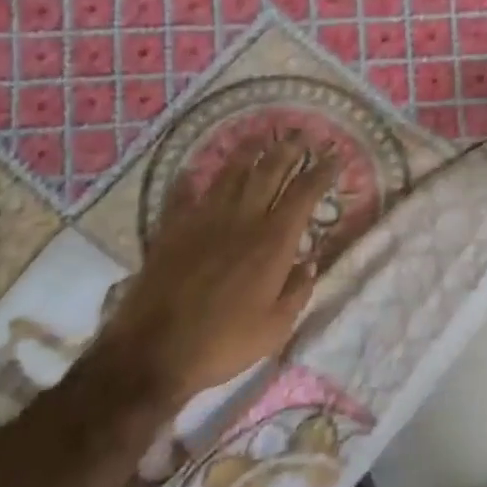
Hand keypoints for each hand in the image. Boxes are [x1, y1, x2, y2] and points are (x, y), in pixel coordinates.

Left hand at [90, 139, 337, 405]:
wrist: (152, 352)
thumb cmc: (223, 343)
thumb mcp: (276, 328)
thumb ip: (297, 291)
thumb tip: (309, 262)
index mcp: (273, 242)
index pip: (304, 194)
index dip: (321, 172)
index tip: (334, 156)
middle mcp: (242, 220)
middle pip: (269, 172)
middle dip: (288, 149)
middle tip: (301, 134)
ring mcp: (203, 220)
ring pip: (230, 174)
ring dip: (247, 151)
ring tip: (259, 136)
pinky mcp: (171, 229)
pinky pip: (183, 195)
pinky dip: (189, 181)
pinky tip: (191, 171)